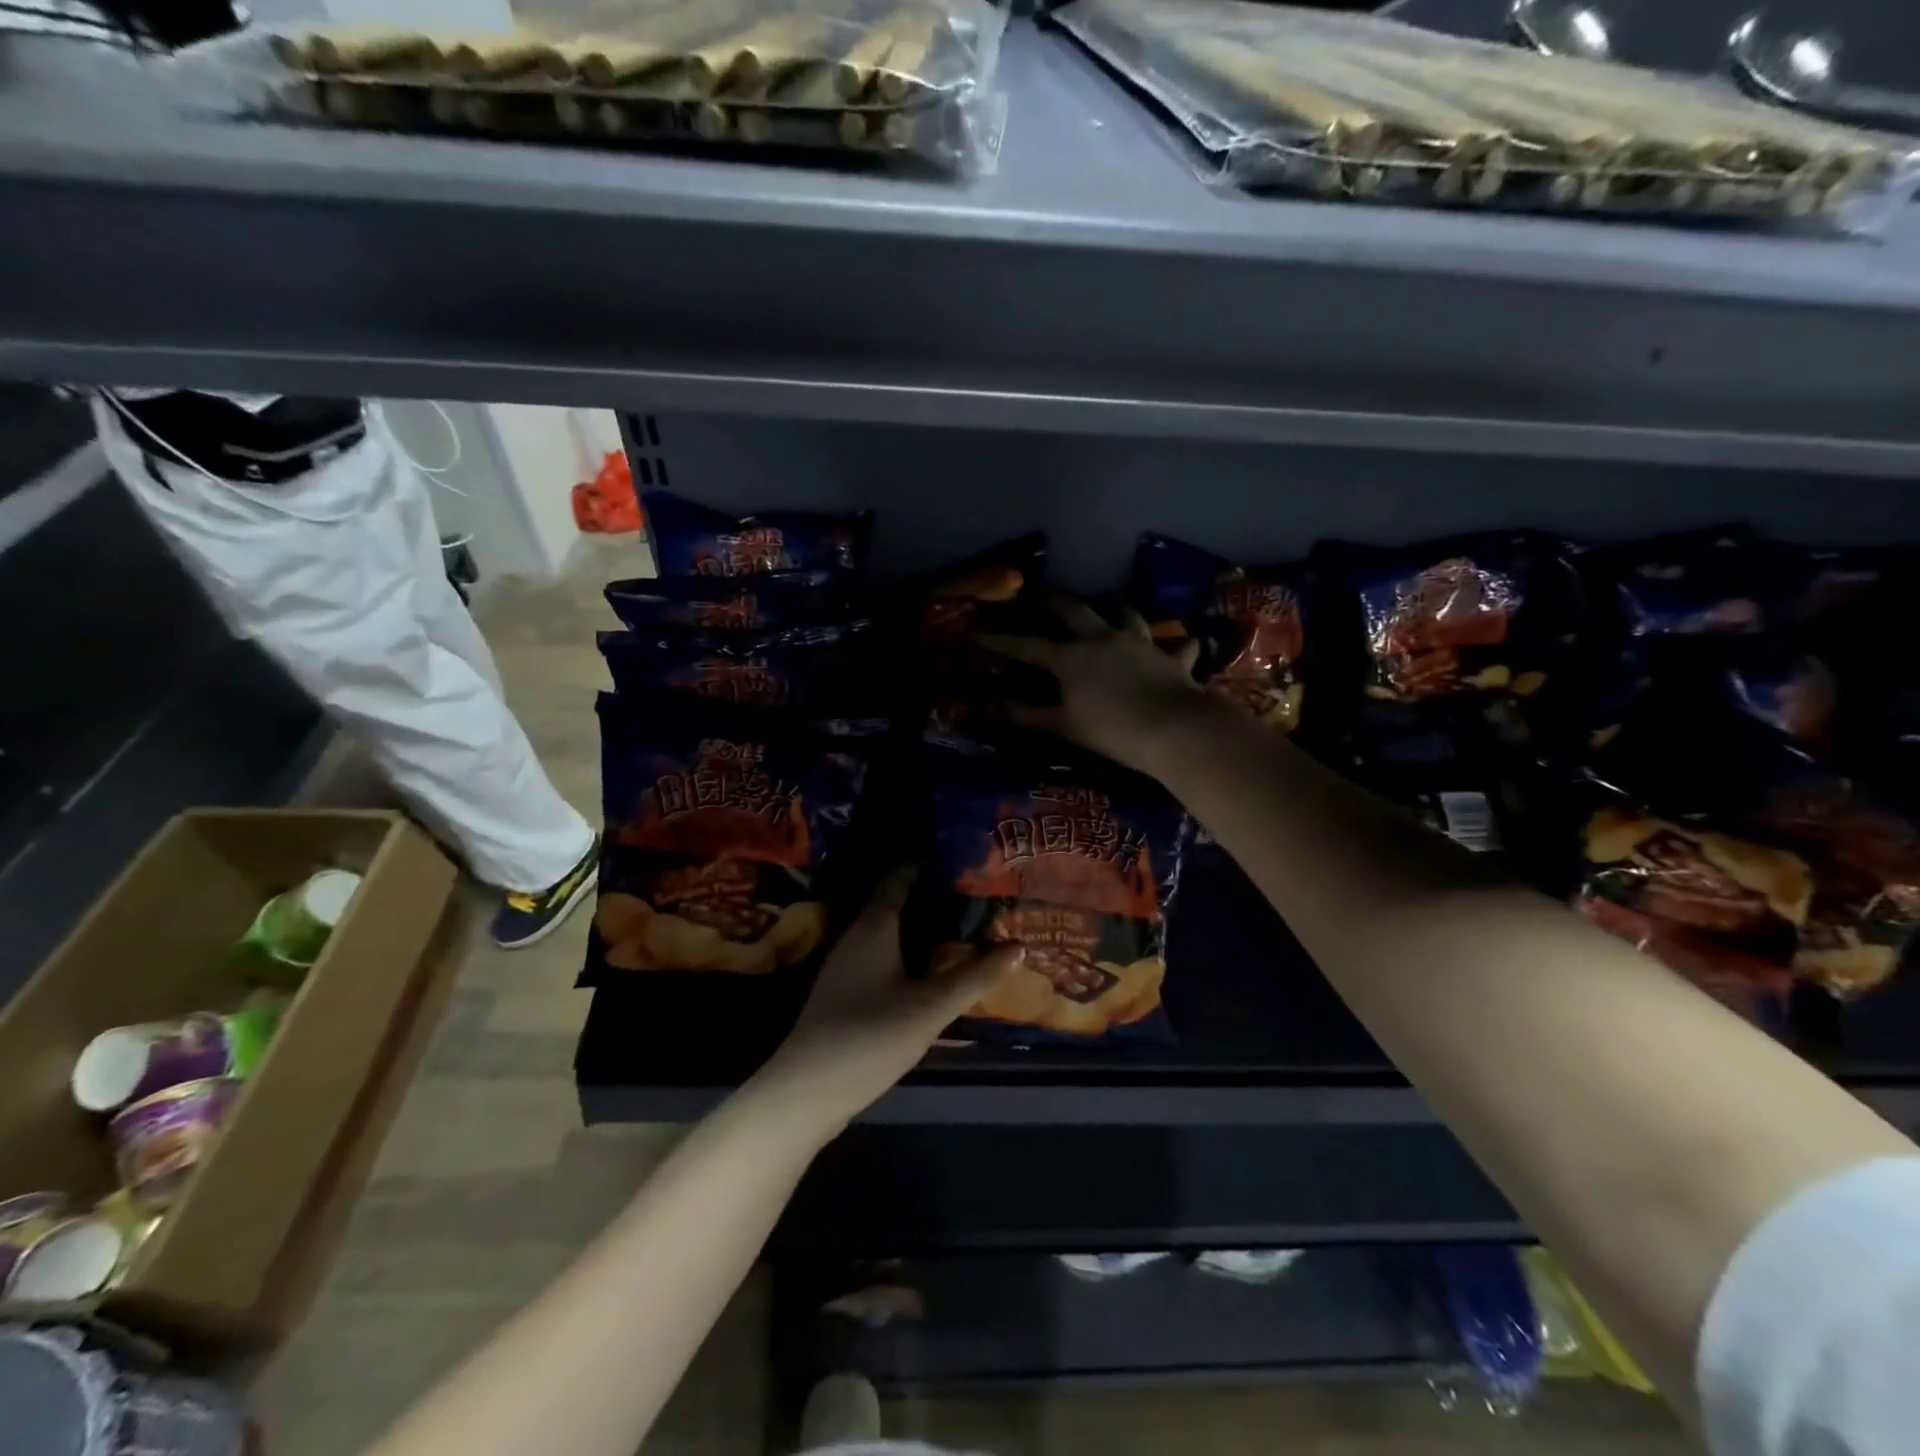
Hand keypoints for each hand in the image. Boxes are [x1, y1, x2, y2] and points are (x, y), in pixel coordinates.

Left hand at [755, 870, 1022, 1132]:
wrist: (807, 1090)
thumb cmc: (870, 1035)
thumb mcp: (931, 1007)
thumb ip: (974, 976)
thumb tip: (1019, 946)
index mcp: (873, 926)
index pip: (900, 879)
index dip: (929, 867)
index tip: (964, 864)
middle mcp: (855, 937)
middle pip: (895, 905)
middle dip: (932, 900)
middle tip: (975, 899)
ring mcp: (845, 967)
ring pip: (888, 935)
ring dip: (921, 930)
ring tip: (961, 932)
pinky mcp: (843, 995)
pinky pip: (881, 959)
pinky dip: (908, 956)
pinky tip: (929, 973)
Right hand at [979, 595, 1216, 775]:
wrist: (1174, 730)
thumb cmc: (1111, 730)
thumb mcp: (1063, 726)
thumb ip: (1026, 715)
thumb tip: (988, 707)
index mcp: (1072, 658)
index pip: (1027, 646)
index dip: (1001, 641)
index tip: (977, 632)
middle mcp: (1104, 640)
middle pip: (1075, 611)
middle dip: (1054, 600)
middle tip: (1041, 589)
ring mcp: (1140, 645)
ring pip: (1126, 616)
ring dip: (1116, 610)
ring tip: (1111, 606)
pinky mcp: (1171, 660)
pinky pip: (1176, 649)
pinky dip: (1176, 646)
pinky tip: (1184, 643)